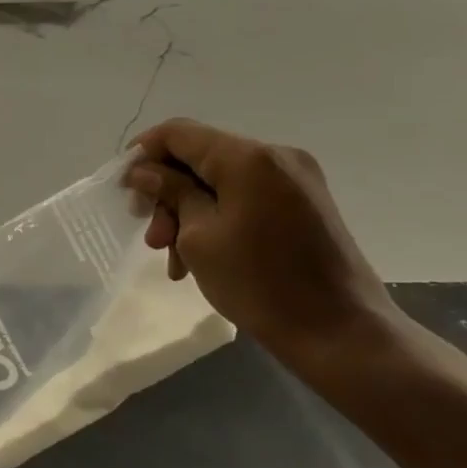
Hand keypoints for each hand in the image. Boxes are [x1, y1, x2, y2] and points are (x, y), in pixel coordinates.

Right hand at [124, 119, 398, 368]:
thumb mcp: (198, 237)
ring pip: (220, 180)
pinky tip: (201, 255)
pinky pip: (245, 196)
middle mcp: (276, 157)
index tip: (124, 188)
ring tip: (174, 257)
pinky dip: (216, 217)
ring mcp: (295, 180)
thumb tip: (145, 171)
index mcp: (249, 158)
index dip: (143, 153)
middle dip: (167, 192)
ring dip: (188, 211)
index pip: (178, 133)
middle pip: (199, 157)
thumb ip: (170, 193)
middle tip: (152, 237)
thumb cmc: (260, 284)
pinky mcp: (305, 204)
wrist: (342, 334)